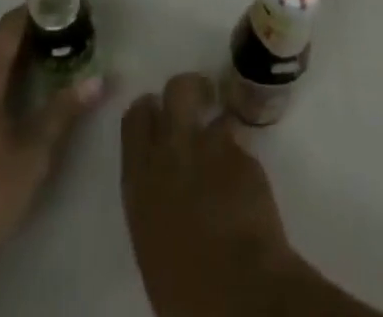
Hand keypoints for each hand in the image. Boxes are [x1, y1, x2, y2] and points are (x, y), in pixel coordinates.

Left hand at [0, 6, 103, 267]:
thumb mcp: (32, 152)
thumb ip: (64, 111)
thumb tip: (99, 79)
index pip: (9, 27)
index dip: (37, 9)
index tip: (68, 1)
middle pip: (0, 42)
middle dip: (35, 31)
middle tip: (72, 27)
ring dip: (23, 55)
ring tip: (60, 52)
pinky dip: (11, 75)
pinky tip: (32, 89)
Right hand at [119, 73, 295, 316]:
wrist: (238, 294)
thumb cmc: (184, 289)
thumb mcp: (150, 240)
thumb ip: (153, 199)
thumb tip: (163, 191)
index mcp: (140, 176)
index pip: (135, 116)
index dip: (148, 111)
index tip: (157, 116)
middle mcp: (173, 149)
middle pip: (176, 89)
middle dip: (187, 90)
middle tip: (197, 104)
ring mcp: (212, 147)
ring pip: (215, 113)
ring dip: (219, 128)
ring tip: (225, 152)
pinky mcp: (247, 156)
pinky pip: (242, 146)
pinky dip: (242, 162)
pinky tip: (245, 189)